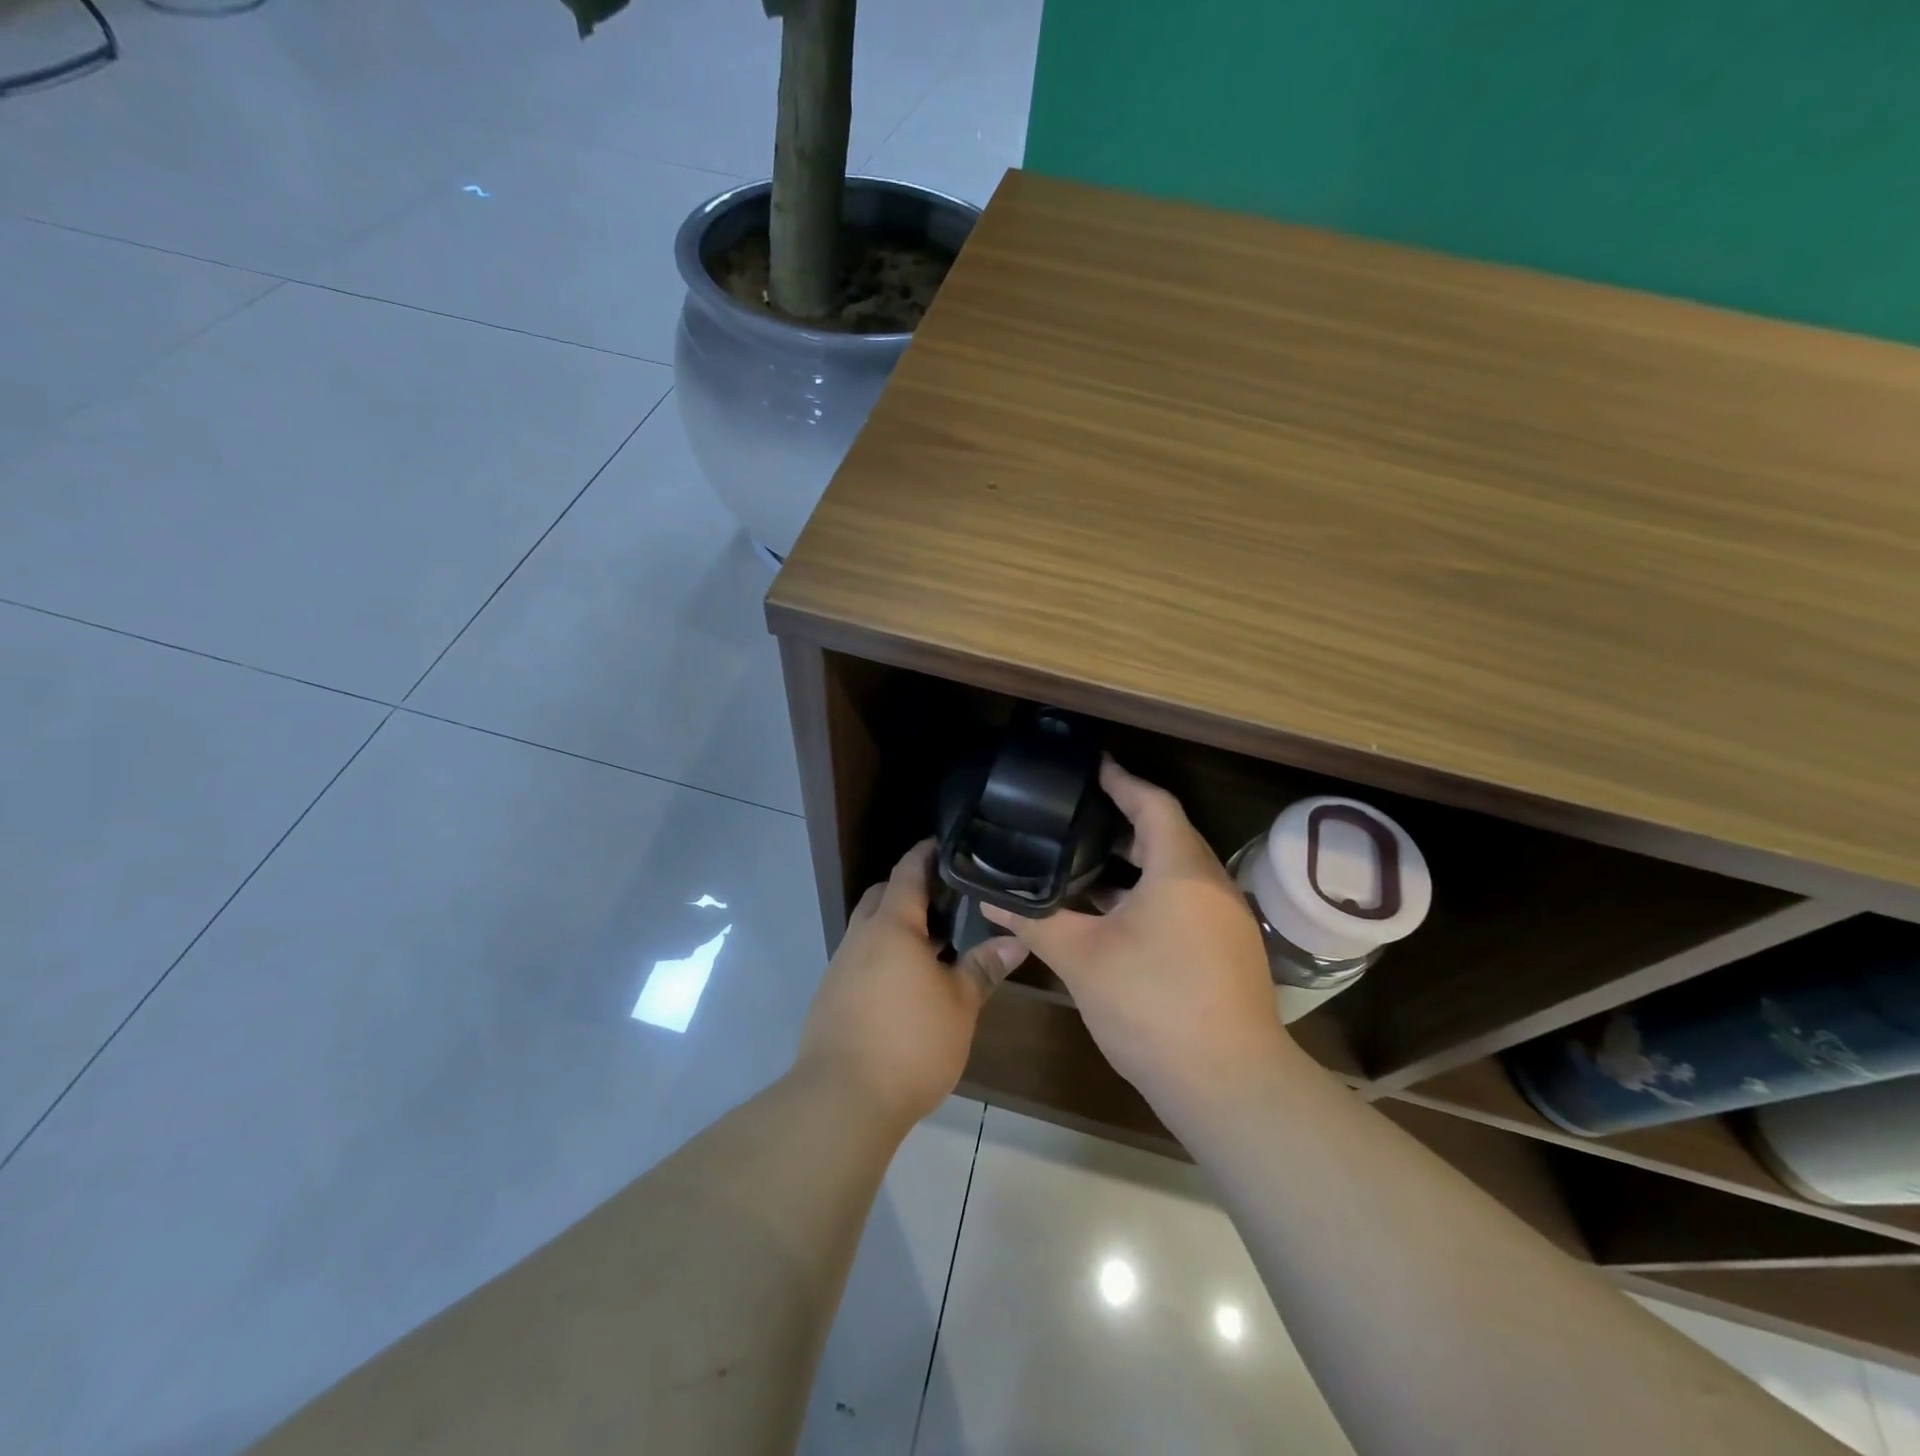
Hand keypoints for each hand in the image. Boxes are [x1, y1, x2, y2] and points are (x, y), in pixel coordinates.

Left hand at [795, 840, 1028, 1131]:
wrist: (842, 1100)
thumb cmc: (910, 1042)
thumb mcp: (959, 1005)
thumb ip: (984, 968)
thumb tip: (1015, 941)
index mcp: (891, 926)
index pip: (907, 872)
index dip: (925, 854)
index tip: (945, 843)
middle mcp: (860, 938)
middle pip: (881, 896)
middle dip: (908, 889)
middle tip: (946, 898)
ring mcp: (841, 967)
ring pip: (869, 930)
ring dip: (896, 927)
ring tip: (934, 943)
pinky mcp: (831, 998)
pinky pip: (860, 959)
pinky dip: (883, 956)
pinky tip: (907, 983)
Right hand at [983, 759, 1290, 1118]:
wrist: (1227, 1084)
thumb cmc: (1152, 1005)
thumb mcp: (1082, 959)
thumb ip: (1035, 922)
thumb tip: (989, 901)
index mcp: (1181, 869)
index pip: (1153, 803)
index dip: (1121, 780)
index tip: (1091, 766)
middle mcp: (1212, 884)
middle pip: (1168, 834)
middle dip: (1124, 820)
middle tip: (1077, 816)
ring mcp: (1226, 918)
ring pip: (1177, 871)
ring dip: (1136, 861)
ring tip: (1086, 861)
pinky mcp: (1228, 949)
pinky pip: (1186, 899)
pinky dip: (1151, 892)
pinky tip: (1114, 914)